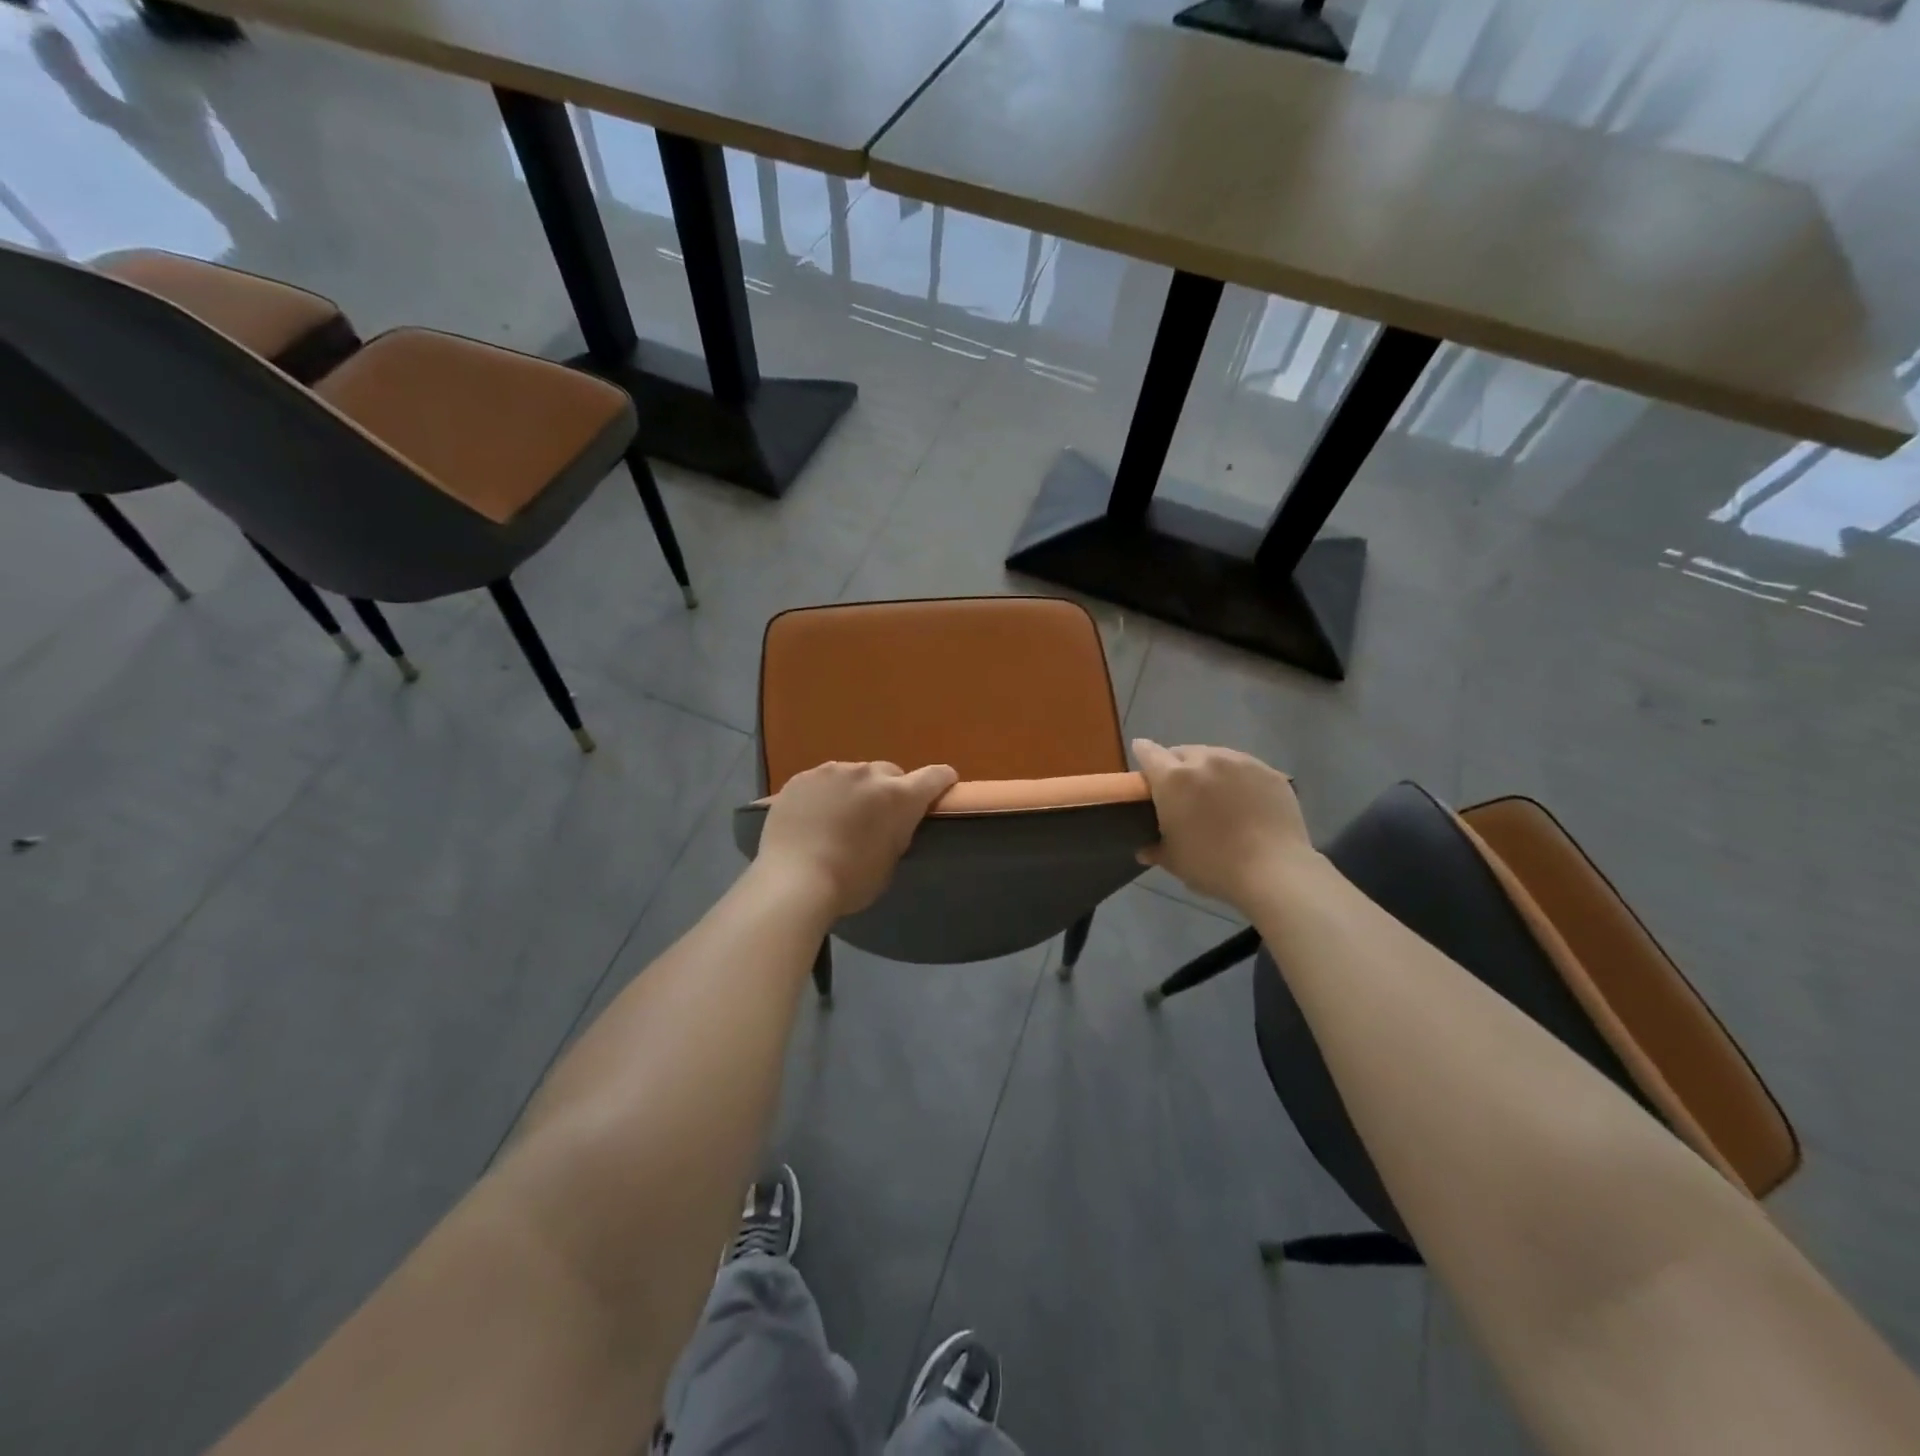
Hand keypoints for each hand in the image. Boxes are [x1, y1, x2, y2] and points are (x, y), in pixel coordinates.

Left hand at [755, 760, 958, 918]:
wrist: (793, 881)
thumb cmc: (850, 882)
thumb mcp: (889, 860)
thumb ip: (897, 832)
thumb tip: (892, 823)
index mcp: (899, 796)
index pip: (935, 776)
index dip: (943, 781)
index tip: (943, 787)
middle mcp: (868, 774)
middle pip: (890, 773)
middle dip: (889, 790)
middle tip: (877, 816)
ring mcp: (832, 771)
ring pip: (853, 774)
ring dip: (854, 790)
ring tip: (839, 818)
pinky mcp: (802, 777)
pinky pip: (822, 781)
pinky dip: (824, 794)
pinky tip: (812, 817)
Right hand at [1132, 739, 1319, 912]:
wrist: (1274, 871)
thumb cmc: (1213, 865)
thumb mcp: (1174, 861)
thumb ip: (1155, 849)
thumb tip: (1144, 850)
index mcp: (1173, 779)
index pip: (1148, 752)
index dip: (1143, 754)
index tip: (1144, 766)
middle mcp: (1205, 760)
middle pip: (1182, 752)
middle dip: (1177, 766)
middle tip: (1182, 791)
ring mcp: (1240, 762)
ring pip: (1215, 755)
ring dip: (1208, 769)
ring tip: (1215, 794)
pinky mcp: (1268, 771)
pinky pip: (1244, 767)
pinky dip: (1237, 778)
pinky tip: (1244, 801)